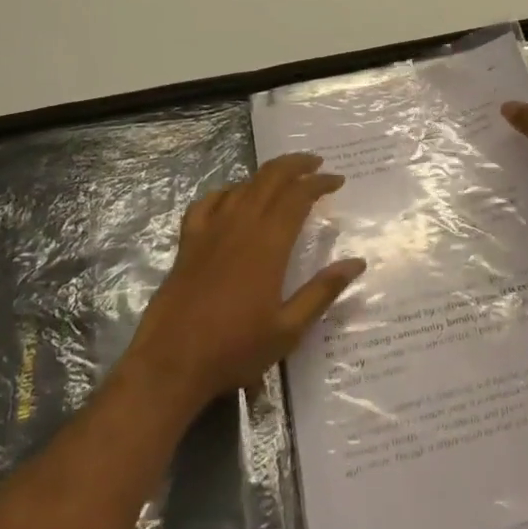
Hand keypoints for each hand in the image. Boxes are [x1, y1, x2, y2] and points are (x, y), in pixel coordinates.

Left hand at [126, 154, 364, 411]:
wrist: (170, 364)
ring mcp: (210, 231)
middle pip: (270, 178)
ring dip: (266, 176)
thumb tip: (357, 262)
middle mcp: (240, 226)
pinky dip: (226, 192)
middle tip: (316, 163)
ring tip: (283, 179)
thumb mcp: (289, 329)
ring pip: (242, 186)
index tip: (337, 180)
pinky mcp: (188, 243)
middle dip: (296, 165)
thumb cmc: (234, 349)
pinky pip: (207, 203)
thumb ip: (323, 291)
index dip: (320, 182)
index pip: (298, 196)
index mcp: (268, 243)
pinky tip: (232, 197)